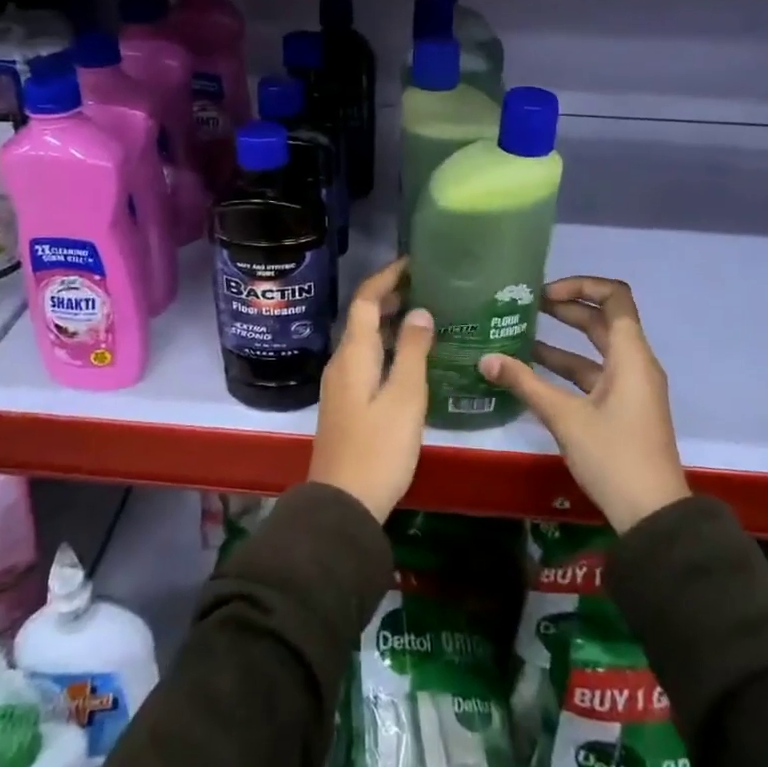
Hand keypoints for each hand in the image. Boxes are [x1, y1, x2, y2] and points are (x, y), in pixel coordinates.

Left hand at [308, 258, 433, 522]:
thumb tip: (420, 311)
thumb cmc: (378, 448)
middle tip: (426, 287)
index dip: (387, 277)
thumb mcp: (405, 397)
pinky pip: (366, 360)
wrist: (343, 503)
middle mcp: (342, 362)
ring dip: (390, 323)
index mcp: (354, 354)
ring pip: (365, 340)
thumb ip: (413, 351)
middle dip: (391, 297)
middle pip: (363, 318)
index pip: (366, 300)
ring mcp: (341, 385)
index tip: (412, 262)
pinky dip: (388, 347)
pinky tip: (411, 359)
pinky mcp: (346, 404)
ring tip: (425, 316)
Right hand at [477, 276, 688, 533]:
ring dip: (563, 339)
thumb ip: (525, 384)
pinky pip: (595, 374)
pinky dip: (568, 367)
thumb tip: (485, 359)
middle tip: (527, 306)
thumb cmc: (614, 457)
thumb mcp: (565, 418)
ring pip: (596, 349)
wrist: (653, 515)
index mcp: (631, 356)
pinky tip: (534, 371)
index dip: (581, 285)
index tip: (546, 294)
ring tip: (521, 333)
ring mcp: (630, 387)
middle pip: (602, 320)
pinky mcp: (623, 408)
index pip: (615, 297)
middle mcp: (635, 364)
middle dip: (566, 309)